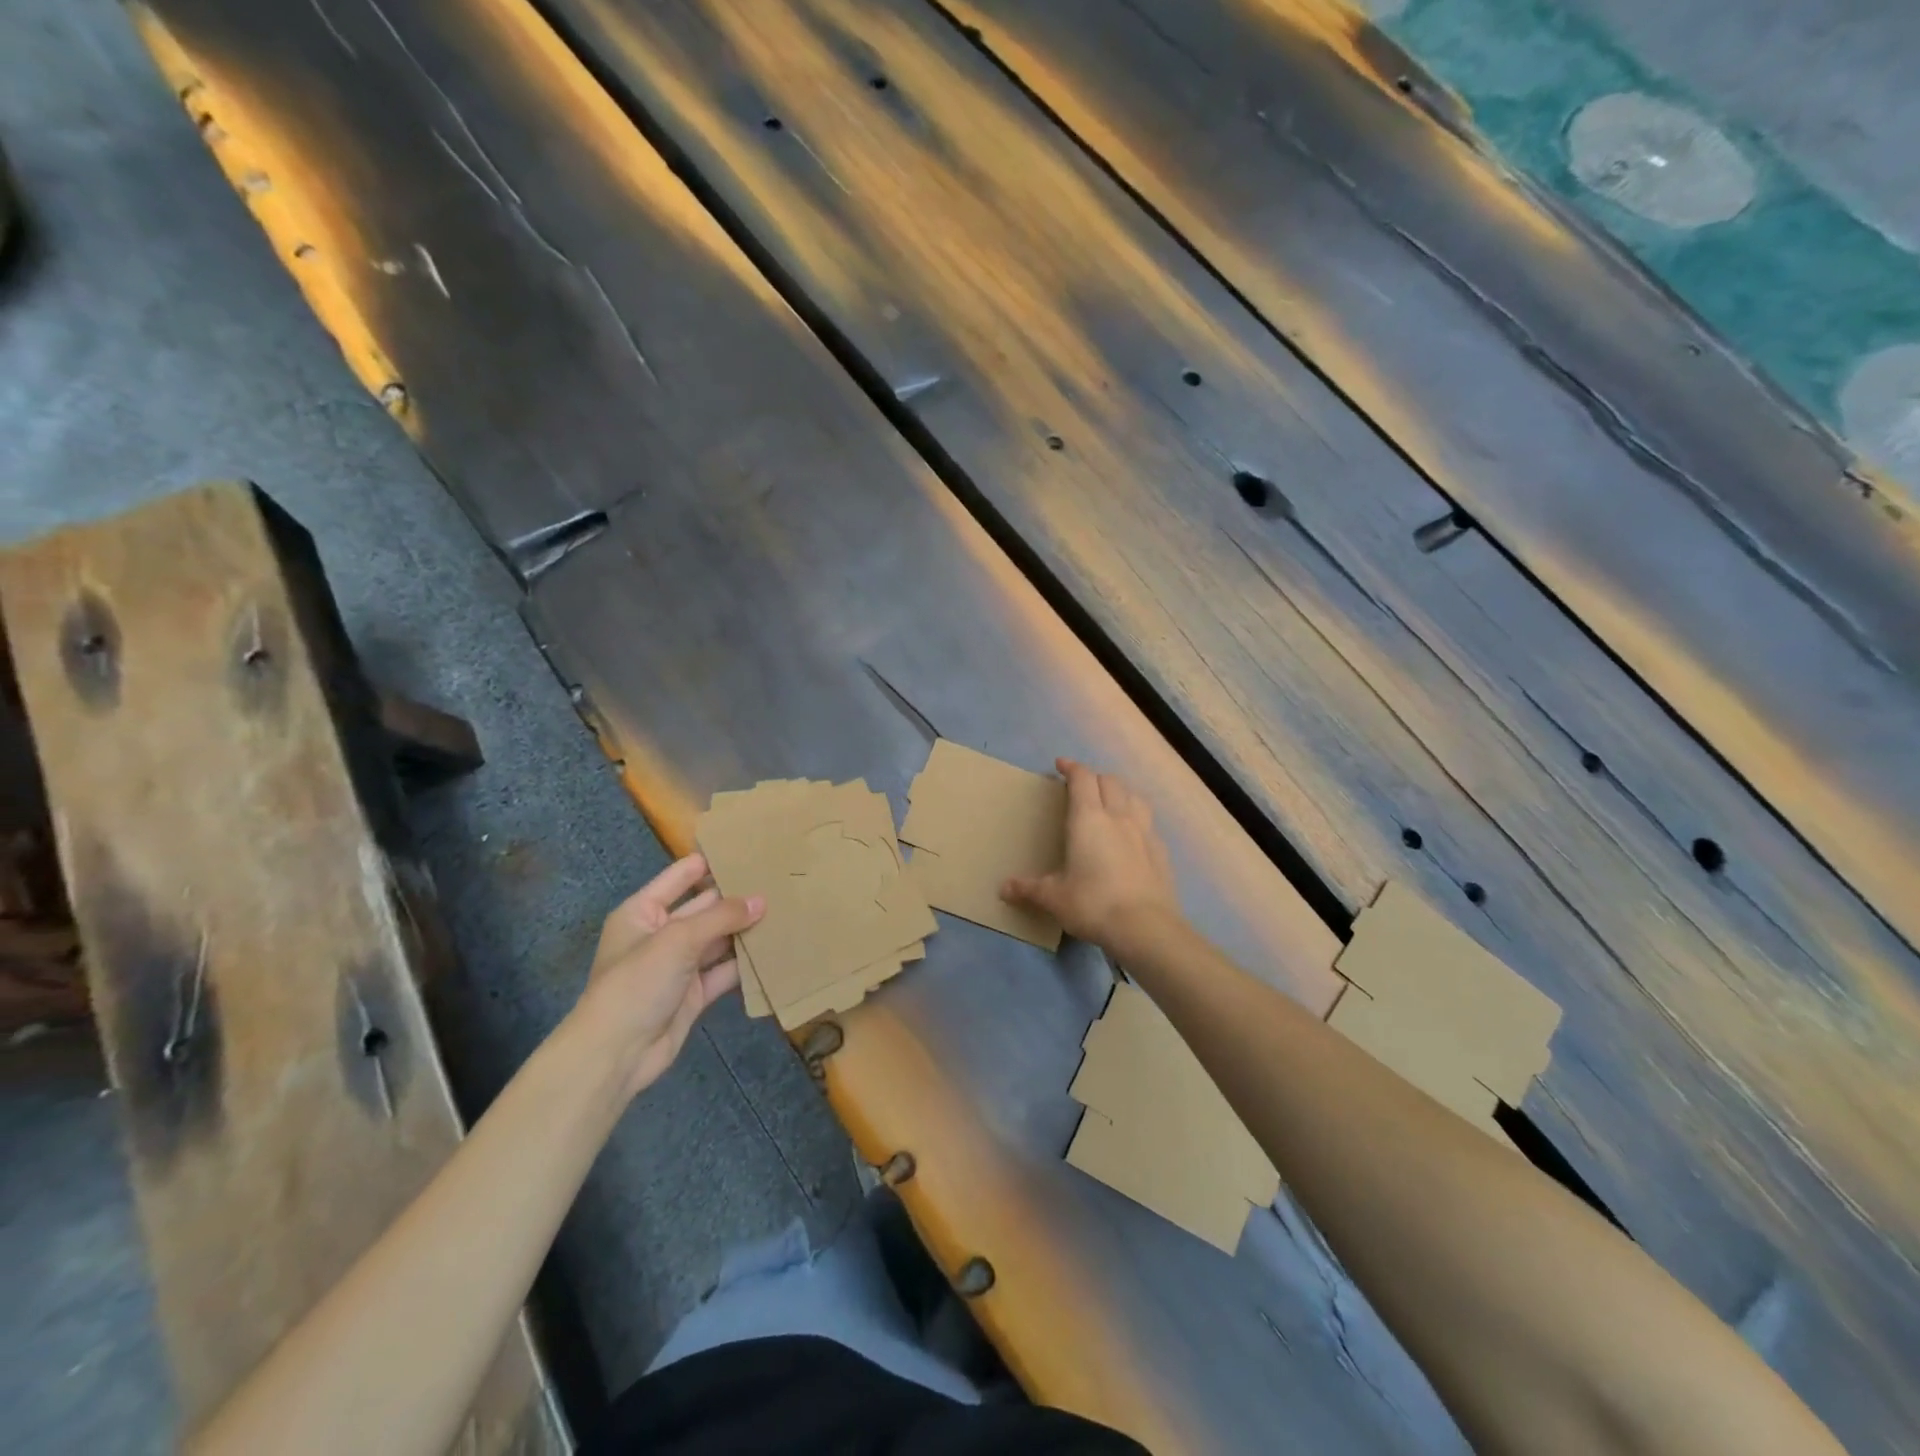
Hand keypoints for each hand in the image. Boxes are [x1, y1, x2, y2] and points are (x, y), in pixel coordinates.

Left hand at [571, 854, 763, 1099]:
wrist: (615, 1054)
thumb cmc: (637, 982)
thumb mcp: (678, 940)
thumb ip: (722, 917)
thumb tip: (761, 900)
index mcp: (644, 911)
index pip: (681, 876)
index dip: (711, 862)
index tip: (749, 849)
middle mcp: (661, 934)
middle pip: (705, 907)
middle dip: (737, 898)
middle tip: (779, 881)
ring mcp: (678, 965)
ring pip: (718, 940)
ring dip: (745, 930)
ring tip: (786, 910)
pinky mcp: (694, 993)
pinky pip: (725, 971)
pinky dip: (746, 964)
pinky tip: (775, 950)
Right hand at [1002, 759, 1183, 953]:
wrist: (1145, 927)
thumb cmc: (1093, 904)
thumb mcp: (1054, 898)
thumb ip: (1029, 889)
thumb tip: (1003, 889)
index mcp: (1089, 819)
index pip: (1082, 779)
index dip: (1072, 767)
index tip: (1061, 765)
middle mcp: (1119, 817)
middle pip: (1110, 782)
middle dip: (1094, 778)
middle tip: (1082, 786)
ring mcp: (1145, 832)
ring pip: (1135, 797)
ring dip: (1120, 792)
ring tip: (1111, 801)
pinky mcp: (1161, 851)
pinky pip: (1148, 823)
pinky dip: (1137, 819)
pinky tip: (1133, 835)